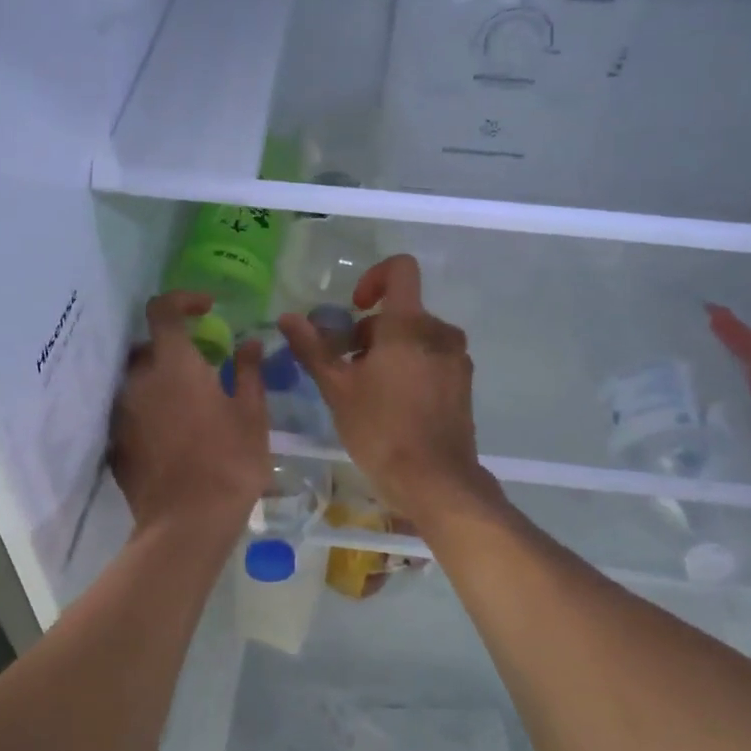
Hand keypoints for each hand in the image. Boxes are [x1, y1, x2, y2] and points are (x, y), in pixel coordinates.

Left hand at [109, 291, 271, 532]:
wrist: (187, 523)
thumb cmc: (229, 462)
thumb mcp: (251, 414)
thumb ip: (248, 371)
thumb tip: (250, 343)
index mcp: (174, 364)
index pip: (163, 309)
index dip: (183, 299)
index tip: (207, 308)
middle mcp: (139, 380)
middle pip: (148, 345)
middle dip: (174, 346)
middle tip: (204, 365)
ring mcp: (123, 412)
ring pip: (138, 379)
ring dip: (162, 380)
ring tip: (192, 403)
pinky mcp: (117, 441)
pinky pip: (133, 410)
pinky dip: (151, 409)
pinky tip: (176, 433)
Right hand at [279, 255, 498, 527]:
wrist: (436, 481)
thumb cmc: (380, 430)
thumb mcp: (337, 388)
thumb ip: (313, 348)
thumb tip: (288, 317)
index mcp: (410, 325)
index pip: (400, 269)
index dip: (373, 277)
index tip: (354, 308)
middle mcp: (440, 332)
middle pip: (401, 311)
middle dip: (370, 331)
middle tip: (346, 367)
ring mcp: (456, 359)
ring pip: (416, 336)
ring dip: (388, 350)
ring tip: (367, 389)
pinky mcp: (463, 383)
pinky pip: (432, 358)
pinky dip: (410, 366)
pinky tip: (392, 404)